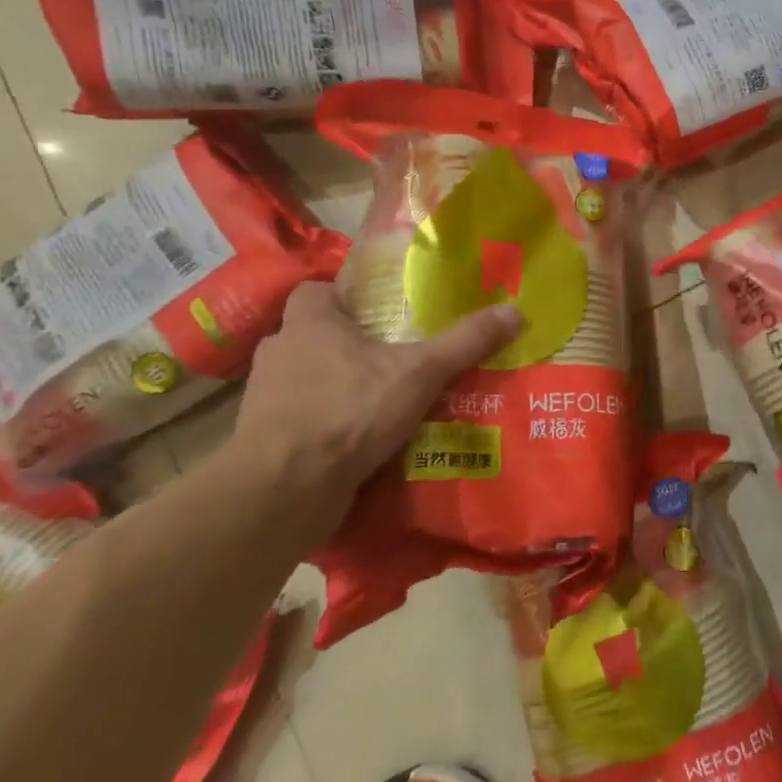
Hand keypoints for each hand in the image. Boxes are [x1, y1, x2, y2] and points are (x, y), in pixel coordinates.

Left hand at [233, 282, 520, 514]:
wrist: (284, 491)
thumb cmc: (348, 410)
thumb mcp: (421, 371)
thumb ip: (464, 342)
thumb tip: (515, 311)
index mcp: (308, 322)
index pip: (318, 290)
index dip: (349, 296)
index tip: (384, 311)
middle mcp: (281, 352)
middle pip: (319, 335)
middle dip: (354, 344)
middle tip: (399, 353)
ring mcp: (267, 398)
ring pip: (312, 378)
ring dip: (343, 385)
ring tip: (389, 397)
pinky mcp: (266, 439)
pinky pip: (307, 418)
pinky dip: (332, 423)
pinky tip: (366, 438)